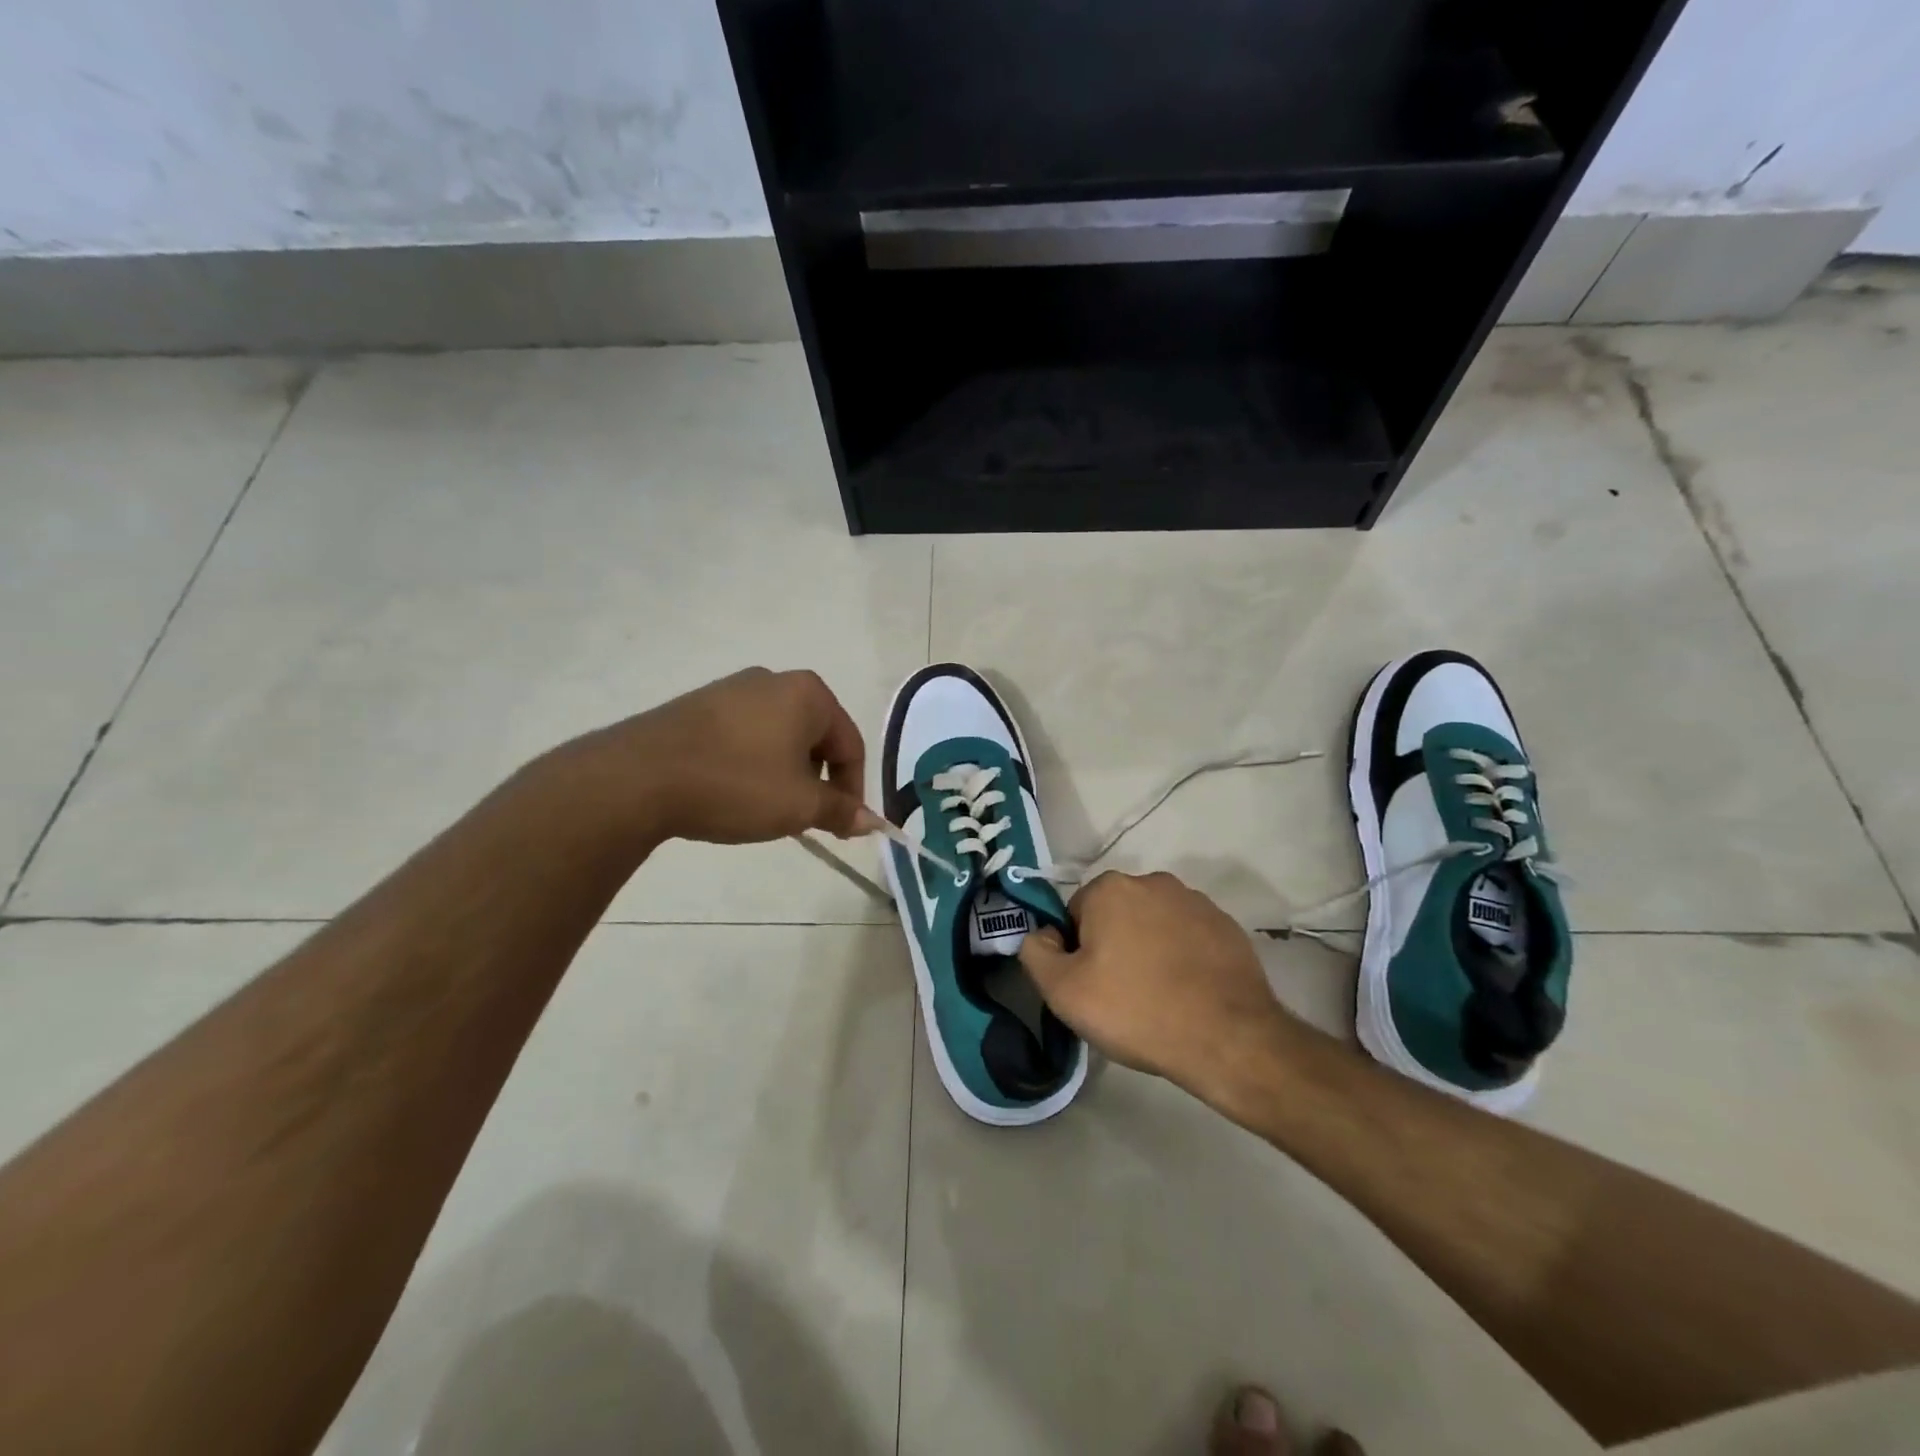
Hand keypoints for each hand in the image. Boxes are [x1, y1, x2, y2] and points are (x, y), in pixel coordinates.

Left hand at [568, 668, 881, 845]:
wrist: (639, 776)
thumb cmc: (736, 783)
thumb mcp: (798, 805)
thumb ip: (840, 810)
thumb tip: (872, 821)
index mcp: (808, 694)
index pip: (850, 744)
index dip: (852, 790)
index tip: (842, 827)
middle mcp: (774, 680)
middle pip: (815, 737)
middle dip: (817, 781)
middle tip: (805, 818)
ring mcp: (732, 689)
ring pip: (779, 737)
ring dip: (785, 774)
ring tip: (767, 809)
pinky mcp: (698, 705)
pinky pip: (744, 735)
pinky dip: (752, 764)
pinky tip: (733, 792)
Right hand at [1019, 871, 1296, 1100]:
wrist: (1227, 1038)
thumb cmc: (1136, 1010)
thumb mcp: (1063, 991)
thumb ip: (1035, 952)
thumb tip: (1040, 935)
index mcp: (1111, 889)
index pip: (1074, 915)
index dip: (1075, 952)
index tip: (1089, 986)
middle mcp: (1153, 882)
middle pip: (1115, 916)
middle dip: (1112, 947)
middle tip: (1119, 996)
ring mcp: (1196, 902)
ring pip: (1153, 925)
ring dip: (1148, 950)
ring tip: (1157, 998)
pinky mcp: (1227, 926)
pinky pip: (1188, 938)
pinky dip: (1182, 959)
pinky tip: (1187, 995)